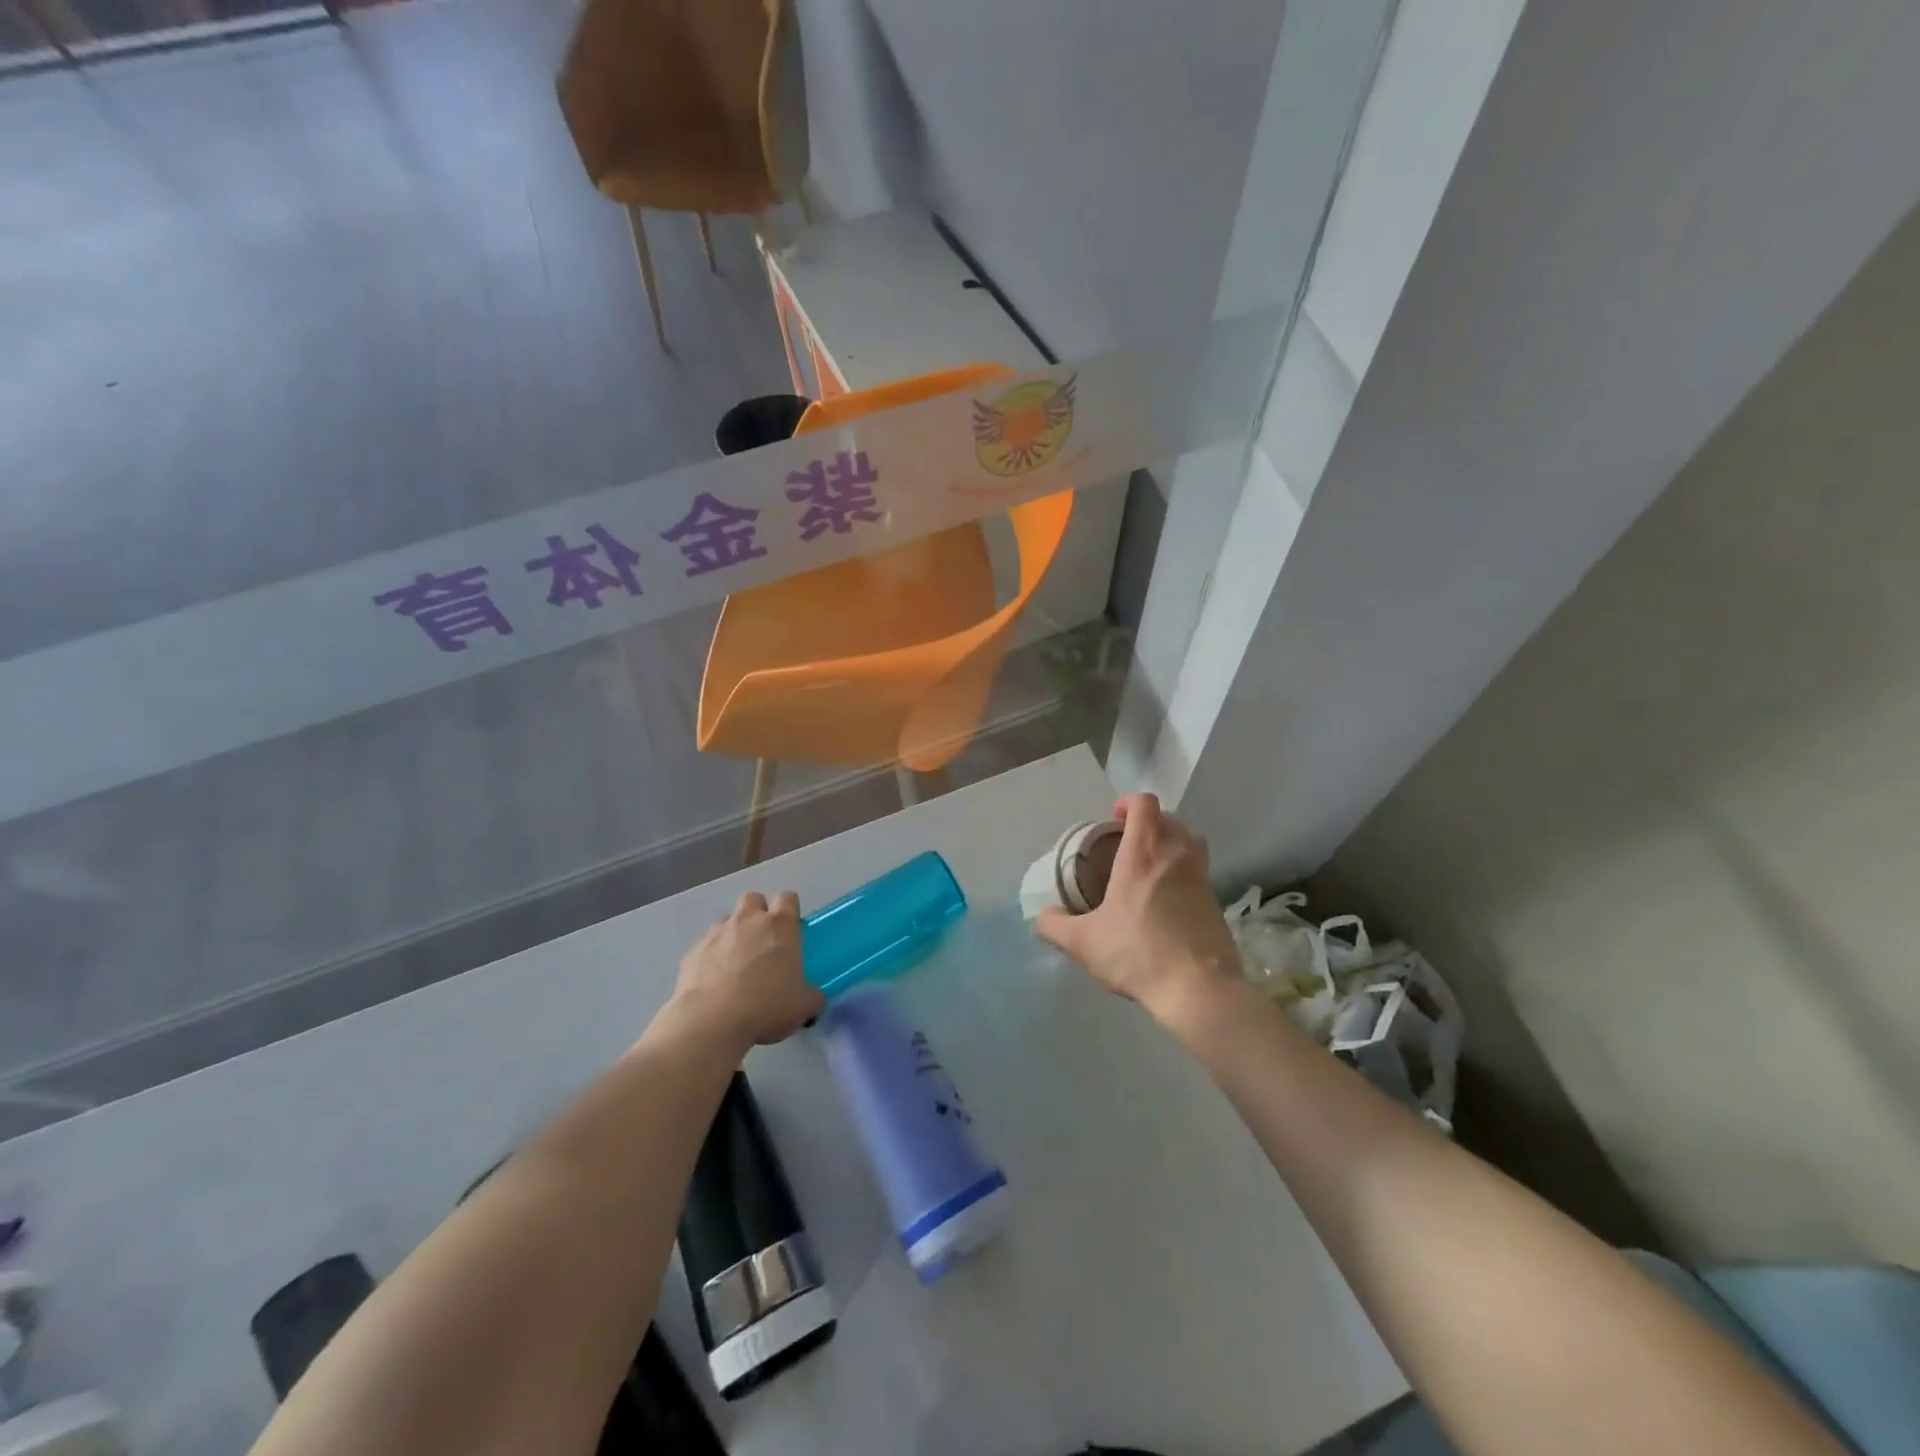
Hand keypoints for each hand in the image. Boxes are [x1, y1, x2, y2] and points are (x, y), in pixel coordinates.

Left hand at [671, 892, 823, 1051]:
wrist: (711, 1022)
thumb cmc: (766, 1006)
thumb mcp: (803, 1005)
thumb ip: (811, 995)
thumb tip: (813, 998)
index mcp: (780, 925)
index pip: (788, 898)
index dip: (789, 910)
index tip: (790, 930)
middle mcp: (748, 921)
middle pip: (753, 899)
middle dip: (758, 914)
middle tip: (762, 943)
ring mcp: (717, 934)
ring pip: (727, 921)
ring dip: (734, 935)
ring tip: (736, 966)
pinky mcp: (692, 952)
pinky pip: (706, 946)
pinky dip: (711, 958)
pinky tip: (714, 983)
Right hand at [1033, 794, 1241, 1026]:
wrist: (1198, 988)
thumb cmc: (1137, 954)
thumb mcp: (1083, 943)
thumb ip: (1055, 926)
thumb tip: (1040, 917)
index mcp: (1142, 854)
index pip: (1145, 805)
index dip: (1129, 802)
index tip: (1114, 818)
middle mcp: (1175, 856)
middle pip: (1169, 819)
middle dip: (1149, 823)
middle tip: (1129, 843)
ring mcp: (1201, 877)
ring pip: (1191, 841)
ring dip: (1172, 842)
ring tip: (1151, 864)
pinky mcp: (1216, 900)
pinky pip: (1200, 870)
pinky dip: (1184, 872)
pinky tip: (1168, 899)